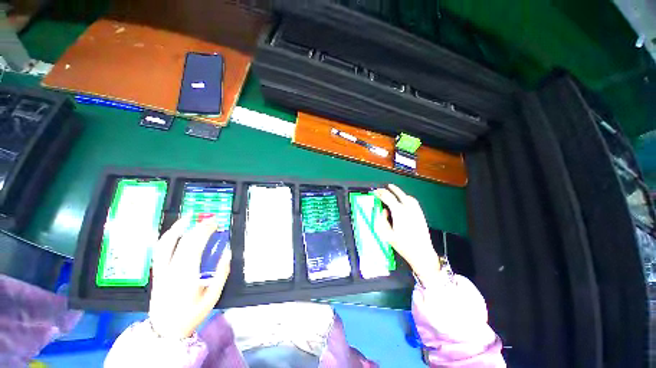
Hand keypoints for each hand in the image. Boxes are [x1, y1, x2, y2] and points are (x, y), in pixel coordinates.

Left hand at [148, 217, 231, 338]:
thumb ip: (221, 273)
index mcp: (186, 276)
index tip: (216, 223)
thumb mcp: (213, 296)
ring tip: (188, 219)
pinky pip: (159, 251)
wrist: (165, 331)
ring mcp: (161, 271)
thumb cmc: (192, 314)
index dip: (205, 231)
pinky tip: (174, 232)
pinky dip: (167, 238)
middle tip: (210, 220)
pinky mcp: (156, 273)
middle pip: (183, 242)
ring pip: (165, 244)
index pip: (194, 246)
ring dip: (177, 228)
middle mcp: (171, 270)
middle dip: (198, 227)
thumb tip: (227, 252)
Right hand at [373, 184, 440, 287]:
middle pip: (398, 194)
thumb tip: (383, 210)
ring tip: (392, 191)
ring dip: (399, 192)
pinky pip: (414, 202)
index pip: (388, 198)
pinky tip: (404, 200)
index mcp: (399, 212)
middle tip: (382, 188)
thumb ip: (382, 220)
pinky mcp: (421, 214)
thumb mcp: (386, 234)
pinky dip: (407, 197)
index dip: (381, 193)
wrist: (421, 253)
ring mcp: (416, 211)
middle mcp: (408, 208)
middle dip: (389, 190)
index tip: (375, 192)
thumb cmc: (402, 245)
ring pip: (407, 196)